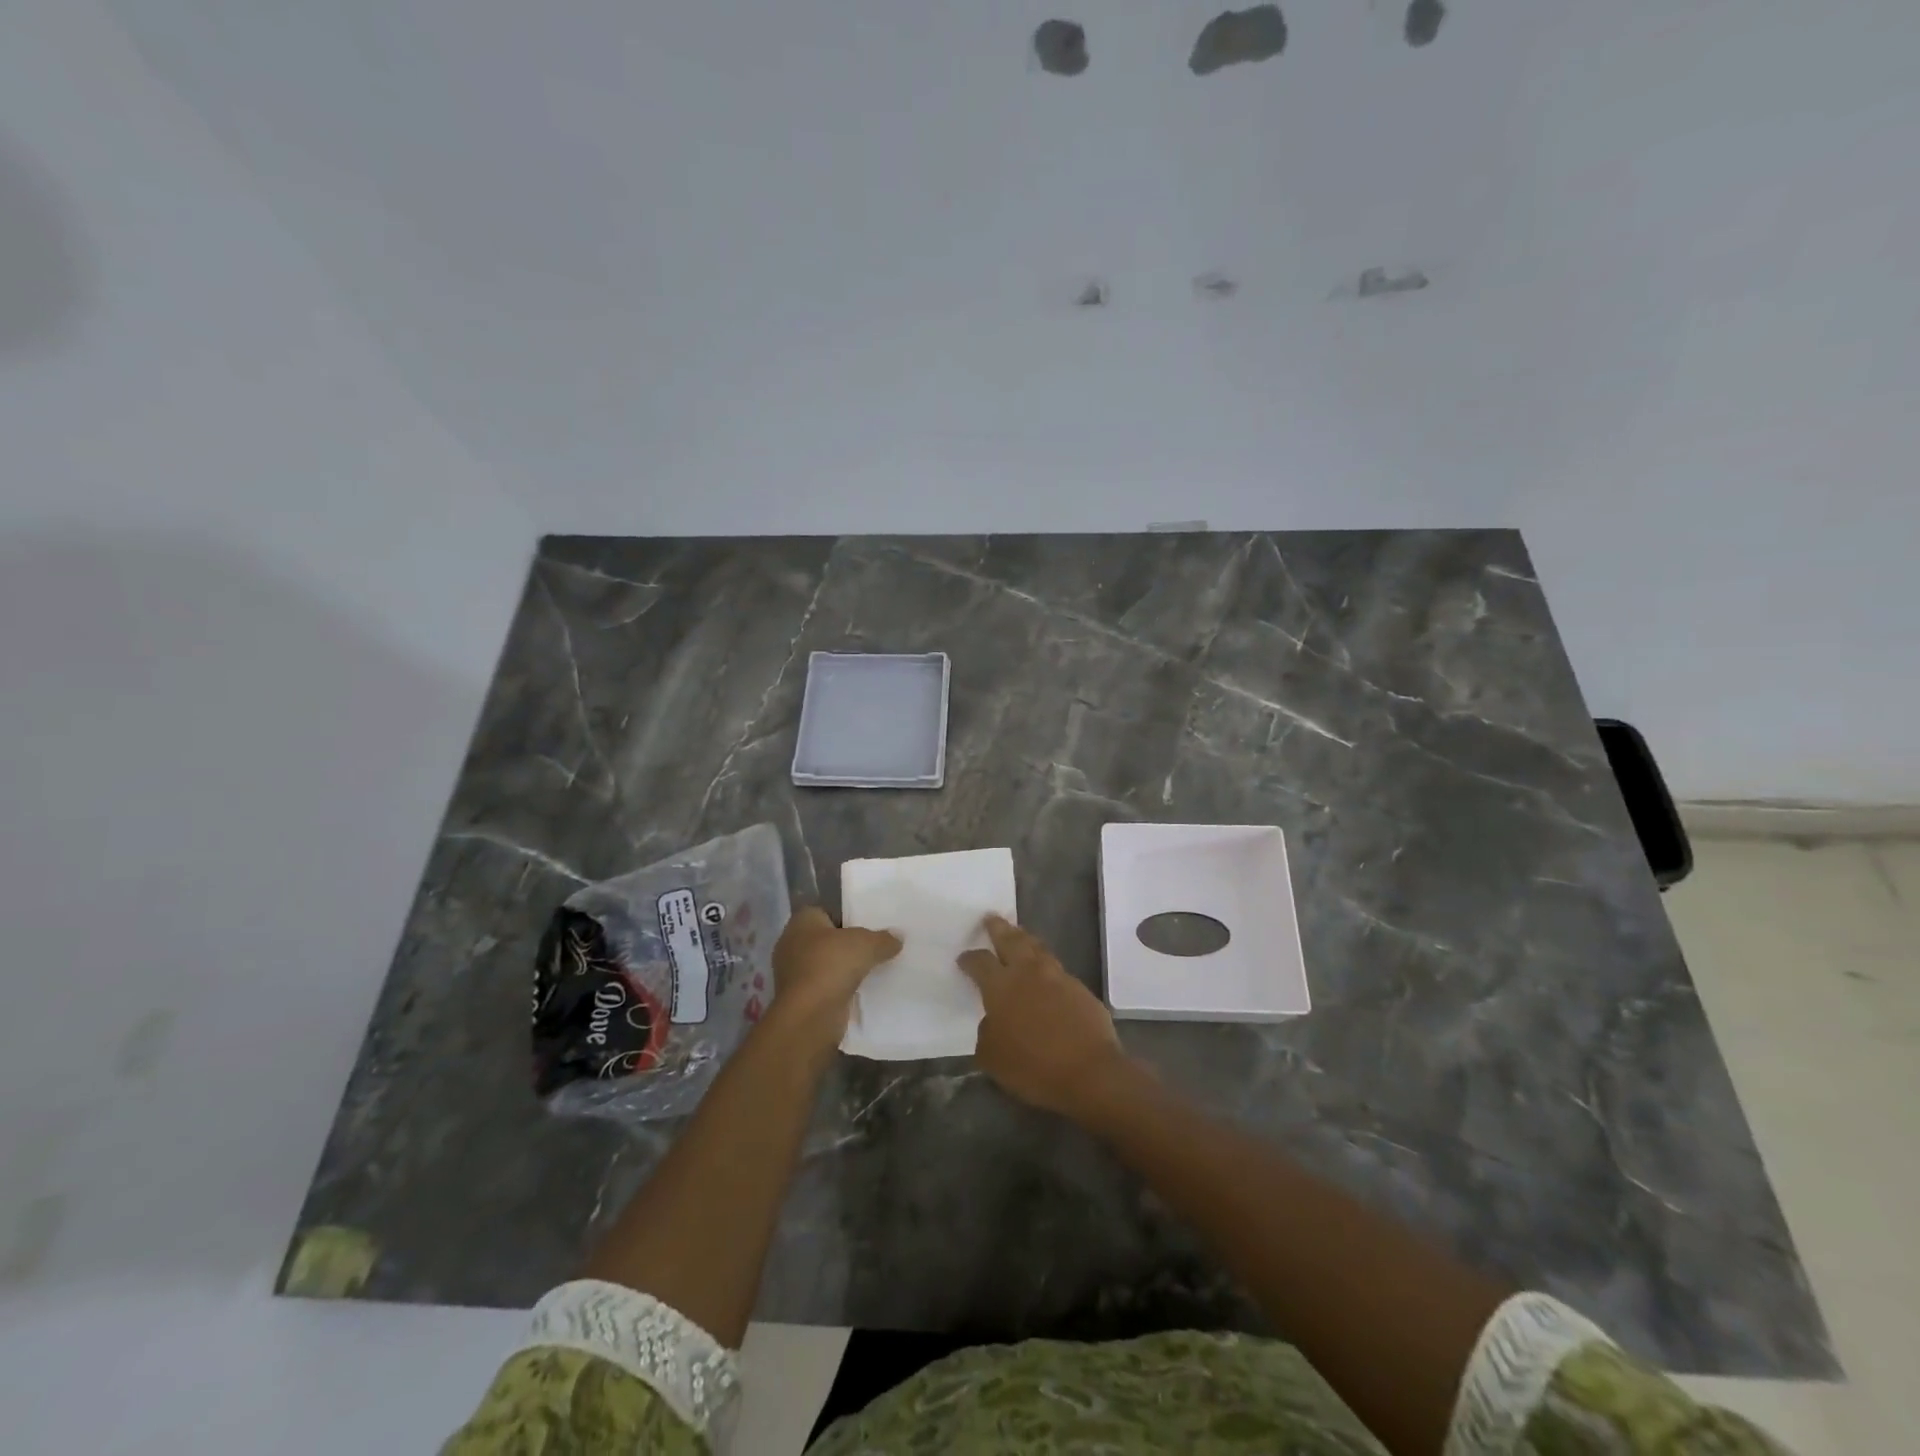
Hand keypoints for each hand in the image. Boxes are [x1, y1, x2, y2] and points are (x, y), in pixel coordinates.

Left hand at [770, 907, 900, 1048]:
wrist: (809, 1016)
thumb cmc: (831, 965)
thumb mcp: (867, 944)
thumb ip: (883, 938)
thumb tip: (898, 937)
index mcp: (802, 921)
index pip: (827, 911)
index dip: (848, 917)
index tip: (870, 926)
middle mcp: (792, 943)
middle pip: (828, 939)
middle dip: (848, 944)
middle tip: (876, 947)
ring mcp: (793, 973)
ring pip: (827, 964)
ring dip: (845, 969)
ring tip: (874, 969)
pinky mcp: (800, 998)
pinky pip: (826, 986)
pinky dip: (840, 989)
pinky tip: (862, 990)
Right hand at [959, 914, 1132, 1121]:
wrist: (1090, 1072)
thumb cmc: (1034, 1067)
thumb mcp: (993, 1058)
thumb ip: (987, 1033)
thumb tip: (992, 1021)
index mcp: (1002, 986)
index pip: (981, 963)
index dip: (970, 959)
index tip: (963, 958)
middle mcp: (1029, 973)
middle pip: (1011, 940)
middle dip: (998, 928)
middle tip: (991, 918)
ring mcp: (1058, 977)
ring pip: (1037, 948)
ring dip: (1025, 940)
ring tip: (1019, 936)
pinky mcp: (1080, 988)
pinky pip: (1057, 969)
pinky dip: (1046, 965)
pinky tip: (1045, 973)